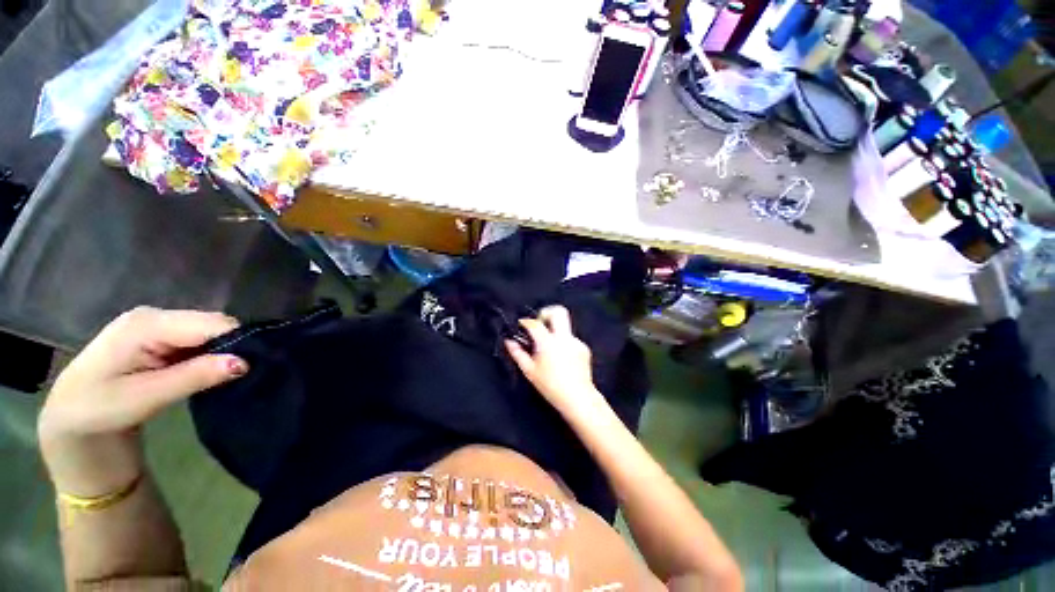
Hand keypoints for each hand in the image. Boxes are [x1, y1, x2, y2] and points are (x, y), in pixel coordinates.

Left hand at [38, 307, 247, 495]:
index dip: (239, 341)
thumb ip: (195, 376)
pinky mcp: (159, 337)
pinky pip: (198, 340)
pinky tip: (212, 370)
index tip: (258, 365)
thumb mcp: (146, 397)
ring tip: (231, 374)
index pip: (211, 323)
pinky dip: (210, 355)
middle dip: (233, 345)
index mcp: (147, 323)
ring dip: (223, 352)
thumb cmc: (100, 410)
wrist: (71, 420)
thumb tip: (245, 362)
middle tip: (244, 373)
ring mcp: (156, 325)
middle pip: (212, 324)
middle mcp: (154, 316)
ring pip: (208, 332)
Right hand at [504, 306, 606, 417]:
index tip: (521, 324)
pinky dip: (563, 343)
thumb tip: (509, 341)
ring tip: (549, 349)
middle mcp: (564, 337)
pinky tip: (561, 358)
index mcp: (548, 343)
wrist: (578, 398)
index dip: (526, 321)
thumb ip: (518, 353)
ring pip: (565, 326)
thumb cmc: (550, 386)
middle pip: (558, 311)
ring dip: (555, 331)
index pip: (535, 323)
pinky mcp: (584, 347)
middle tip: (540, 323)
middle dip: (547, 311)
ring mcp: (576, 341)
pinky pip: (570, 339)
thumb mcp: (529, 371)